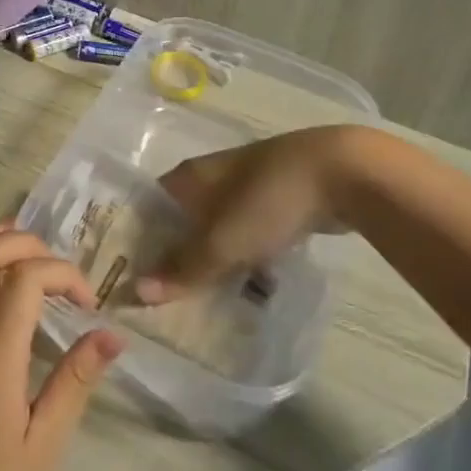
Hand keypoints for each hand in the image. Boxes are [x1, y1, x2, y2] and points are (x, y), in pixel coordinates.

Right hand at [138, 128, 359, 304]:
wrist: (339, 172)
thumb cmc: (267, 201)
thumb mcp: (221, 242)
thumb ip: (183, 270)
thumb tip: (135, 292)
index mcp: (188, 177)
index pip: (148, 208)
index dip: (137, 240)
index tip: (131, 275)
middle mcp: (210, 177)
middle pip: (181, 220)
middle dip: (176, 255)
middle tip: (167, 297)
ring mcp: (245, 186)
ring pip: (216, 227)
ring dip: (211, 258)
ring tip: (205, 298)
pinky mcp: (275, 199)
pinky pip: (247, 231)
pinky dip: (243, 254)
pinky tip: (250, 282)